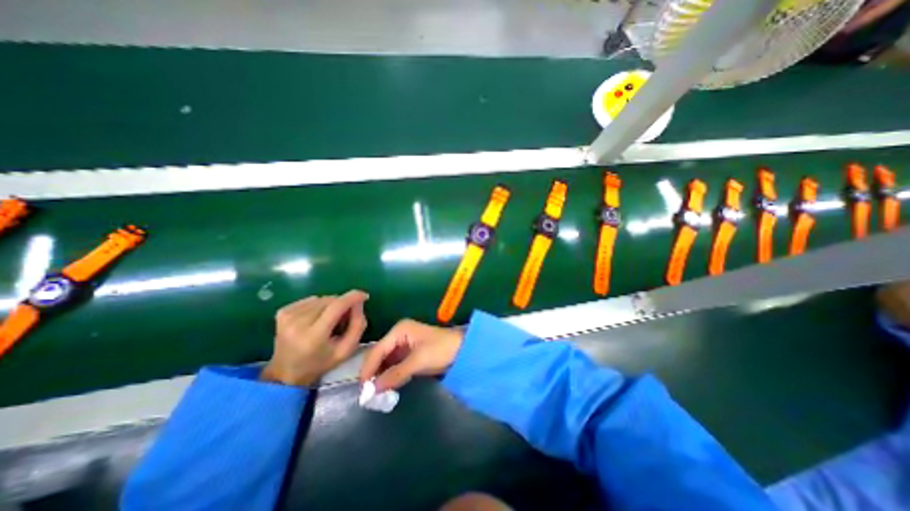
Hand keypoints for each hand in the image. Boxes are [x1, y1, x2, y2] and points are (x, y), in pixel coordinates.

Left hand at [260, 290, 368, 385]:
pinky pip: (310, 300)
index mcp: (313, 337)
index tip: (364, 295)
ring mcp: (287, 316)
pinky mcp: (282, 312)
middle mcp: (297, 323)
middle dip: (343, 305)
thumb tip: (359, 303)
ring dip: (331, 305)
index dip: (352, 297)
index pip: (336, 307)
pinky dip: (319, 305)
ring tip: (330, 320)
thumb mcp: (346, 350)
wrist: (286, 373)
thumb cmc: (321, 363)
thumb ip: (358, 325)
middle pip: (330, 301)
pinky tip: (317, 318)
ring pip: (321, 299)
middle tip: (346, 318)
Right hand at [361, 319, 463, 391]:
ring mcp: (404, 344)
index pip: (377, 349)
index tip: (362, 388)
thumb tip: (372, 389)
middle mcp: (398, 335)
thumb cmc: (441, 350)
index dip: (368, 368)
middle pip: (380, 355)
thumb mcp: (418, 361)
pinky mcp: (410, 354)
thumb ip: (395, 374)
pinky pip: (395, 365)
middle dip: (374, 372)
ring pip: (386, 361)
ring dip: (382, 376)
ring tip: (375, 393)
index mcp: (399, 330)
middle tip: (367, 394)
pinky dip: (391, 375)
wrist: (463, 349)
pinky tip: (388, 387)